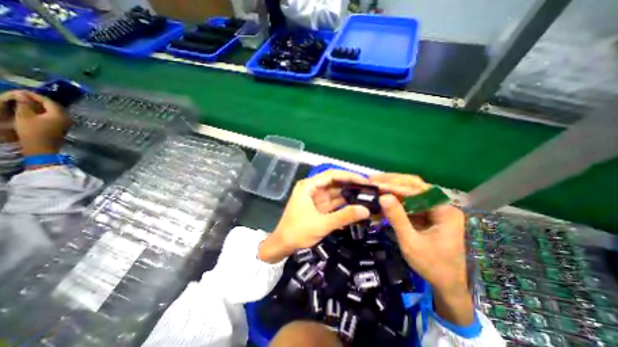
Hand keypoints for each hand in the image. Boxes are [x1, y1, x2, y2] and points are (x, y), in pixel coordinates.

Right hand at [0, 90, 70, 154]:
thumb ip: (24, 103)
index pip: (49, 101)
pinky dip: (45, 112)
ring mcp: (67, 123)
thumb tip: (22, 93)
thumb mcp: (24, 116)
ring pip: (55, 111)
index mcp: (60, 114)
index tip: (21, 91)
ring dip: (42, 106)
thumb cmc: (32, 131)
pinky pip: (55, 116)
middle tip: (23, 96)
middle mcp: (67, 118)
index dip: (35, 96)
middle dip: (39, 100)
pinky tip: (34, 111)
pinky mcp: (63, 127)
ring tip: (26, 103)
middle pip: (54, 106)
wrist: (42, 147)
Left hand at [259, 169, 368, 261]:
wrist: (282, 246)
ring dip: (349, 194)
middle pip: (335, 182)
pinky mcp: (319, 207)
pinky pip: (334, 202)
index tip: (365, 180)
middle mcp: (312, 188)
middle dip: (351, 184)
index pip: (332, 175)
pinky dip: (344, 203)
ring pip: (335, 192)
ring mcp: (316, 198)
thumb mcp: (322, 224)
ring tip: (367, 195)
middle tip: (369, 188)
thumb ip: (344, 216)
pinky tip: (357, 204)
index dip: (349, 176)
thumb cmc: (297, 232)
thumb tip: (366, 210)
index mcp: (309, 186)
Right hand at [369, 174, 473, 326]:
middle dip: (393, 181)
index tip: (376, 185)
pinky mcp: (427, 214)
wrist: (450, 285)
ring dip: (393, 187)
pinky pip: (410, 202)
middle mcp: (441, 204)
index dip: (394, 187)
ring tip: (376, 185)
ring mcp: (434, 208)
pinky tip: (383, 199)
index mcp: (444, 211)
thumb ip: (397, 218)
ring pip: (412, 191)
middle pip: (415, 185)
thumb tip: (382, 196)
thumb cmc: (433, 266)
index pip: (416, 191)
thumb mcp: (411, 243)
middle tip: (374, 179)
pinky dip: (395, 199)